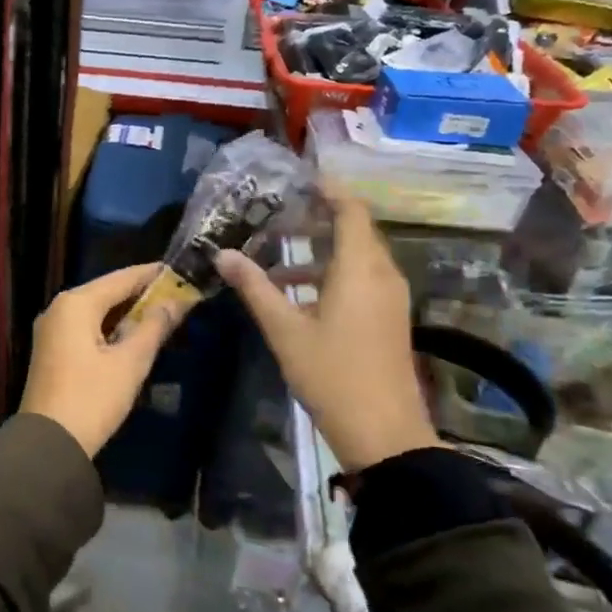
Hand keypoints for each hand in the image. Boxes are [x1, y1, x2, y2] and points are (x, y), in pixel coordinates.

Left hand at [19, 263, 179, 458]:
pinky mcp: (52, 351)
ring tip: (162, 314)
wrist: (49, 443)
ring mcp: (51, 330)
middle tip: (177, 294)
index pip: (121, 278)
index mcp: (75, 303)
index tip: (181, 271)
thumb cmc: (92, 398)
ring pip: (96, 311)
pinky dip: (110, 328)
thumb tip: (175, 301)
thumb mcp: (130, 362)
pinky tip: (132, 336)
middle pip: (106, 292)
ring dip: (126, 313)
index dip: (152, 275)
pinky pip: (86, 328)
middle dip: (141, 294)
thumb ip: (154, 327)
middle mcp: (59, 308)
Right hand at [216, 195, 437, 472]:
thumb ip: (254, 287)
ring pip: (357, 257)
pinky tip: (296, 294)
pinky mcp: (389, 319)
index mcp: (360, 270)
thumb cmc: (331, 375)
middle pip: (355, 231)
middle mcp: (382, 275)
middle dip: (318, 218)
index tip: (301, 179)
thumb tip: (222, 254)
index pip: (351, 211)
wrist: (383, 433)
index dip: (329, 190)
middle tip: (278, 213)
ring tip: (277, 254)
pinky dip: (331, 274)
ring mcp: (390, 298)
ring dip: (320, 251)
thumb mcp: (284, 330)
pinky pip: (361, 279)